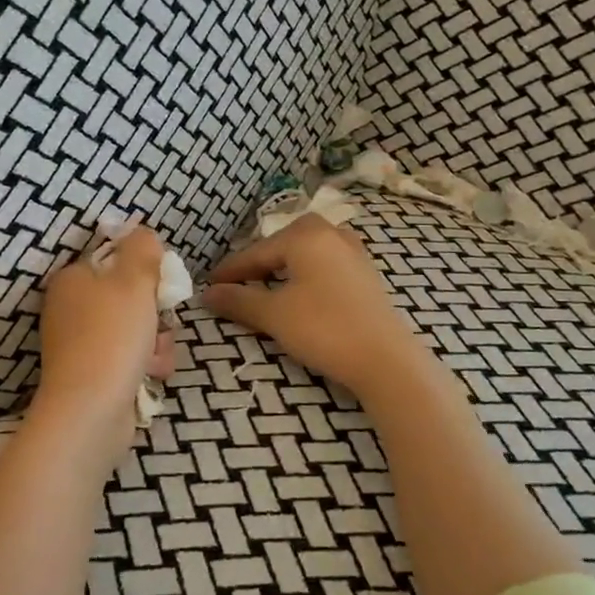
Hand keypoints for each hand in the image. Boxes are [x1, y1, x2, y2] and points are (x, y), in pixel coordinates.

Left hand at [34, 226, 175, 441]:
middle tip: (161, 322)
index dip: (144, 271)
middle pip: (129, 297)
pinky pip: (130, 358)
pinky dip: (145, 364)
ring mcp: (80, 345)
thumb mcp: (134, 279)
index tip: (160, 285)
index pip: (115, 260)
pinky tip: (151, 374)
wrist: (90, 411)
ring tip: (155, 356)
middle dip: (154, 312)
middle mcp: (70, 309)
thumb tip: (144, 233)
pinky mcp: (93, 375)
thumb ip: (143, 248)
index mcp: (71, 280)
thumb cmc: (111, 336)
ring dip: (156, 341)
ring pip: (136, 329)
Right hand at [202, 215, 430, 398]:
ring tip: (267, 289)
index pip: (256, 252)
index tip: (209, 285)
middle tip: (238, 285)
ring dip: (283, 268)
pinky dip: (306, 274)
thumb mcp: (274, 315)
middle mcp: (331, 234)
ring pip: (306, 253)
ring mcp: (353, 252)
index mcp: (305, 236)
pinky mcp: (366, 274)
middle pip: (282, 244)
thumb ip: (238, 300)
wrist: (385, 360)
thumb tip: (208, 293)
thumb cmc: (324, 329)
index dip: (230, 271)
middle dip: (258, 264)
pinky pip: (325, 264)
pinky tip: (301, 294)